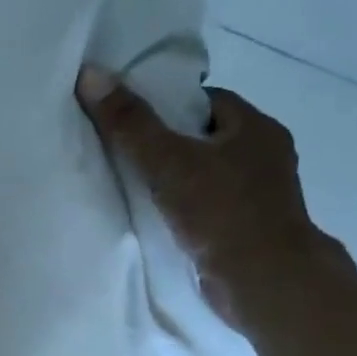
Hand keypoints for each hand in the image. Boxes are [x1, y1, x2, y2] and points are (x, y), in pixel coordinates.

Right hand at [76, 66, 350, 327]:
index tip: (133, 121)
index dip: (168, 106)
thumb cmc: (221, 211)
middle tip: (126, 153)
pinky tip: (159, 217)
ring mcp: (262, 194)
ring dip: (178, 179)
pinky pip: (211, 204)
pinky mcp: (251, 227)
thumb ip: (129, 122)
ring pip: (209, 172)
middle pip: (206, 137)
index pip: (206, 101)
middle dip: (169, 143)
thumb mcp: (166, 161)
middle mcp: (266, 155)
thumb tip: (91, 74)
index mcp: (256, 128)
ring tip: (135, 186)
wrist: (264, 282)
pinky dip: (187, 207)